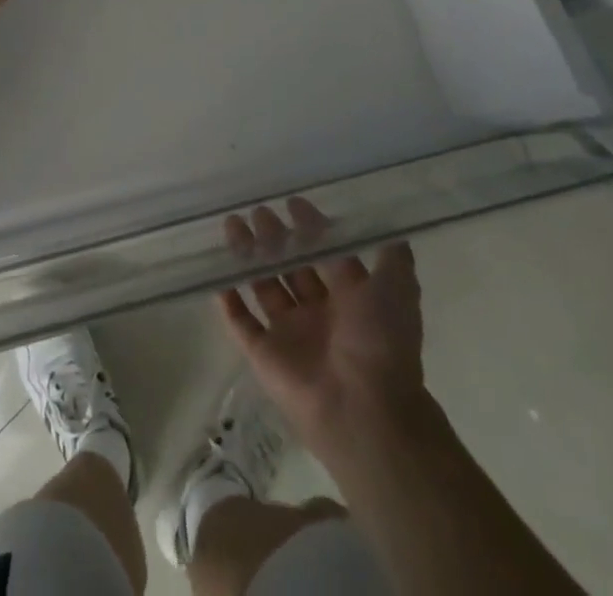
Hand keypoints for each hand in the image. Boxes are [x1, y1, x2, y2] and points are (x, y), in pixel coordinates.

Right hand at [218, 199, 426, 458]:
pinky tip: (215, 272)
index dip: (311, 229)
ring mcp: (290, 335)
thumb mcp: (397, 291)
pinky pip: (241, 323)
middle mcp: (319, 314)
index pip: (326, 255)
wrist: (364, 411)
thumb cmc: (380, 342)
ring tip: (232, 225)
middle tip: (257, 210)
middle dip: (275, 238)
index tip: (291, 202)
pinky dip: (228, 300)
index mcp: (350, 300)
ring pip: (263, 287)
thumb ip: (393, 258)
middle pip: (291, 267)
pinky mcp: (264, 355)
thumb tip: (390, 224)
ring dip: (248, 257)